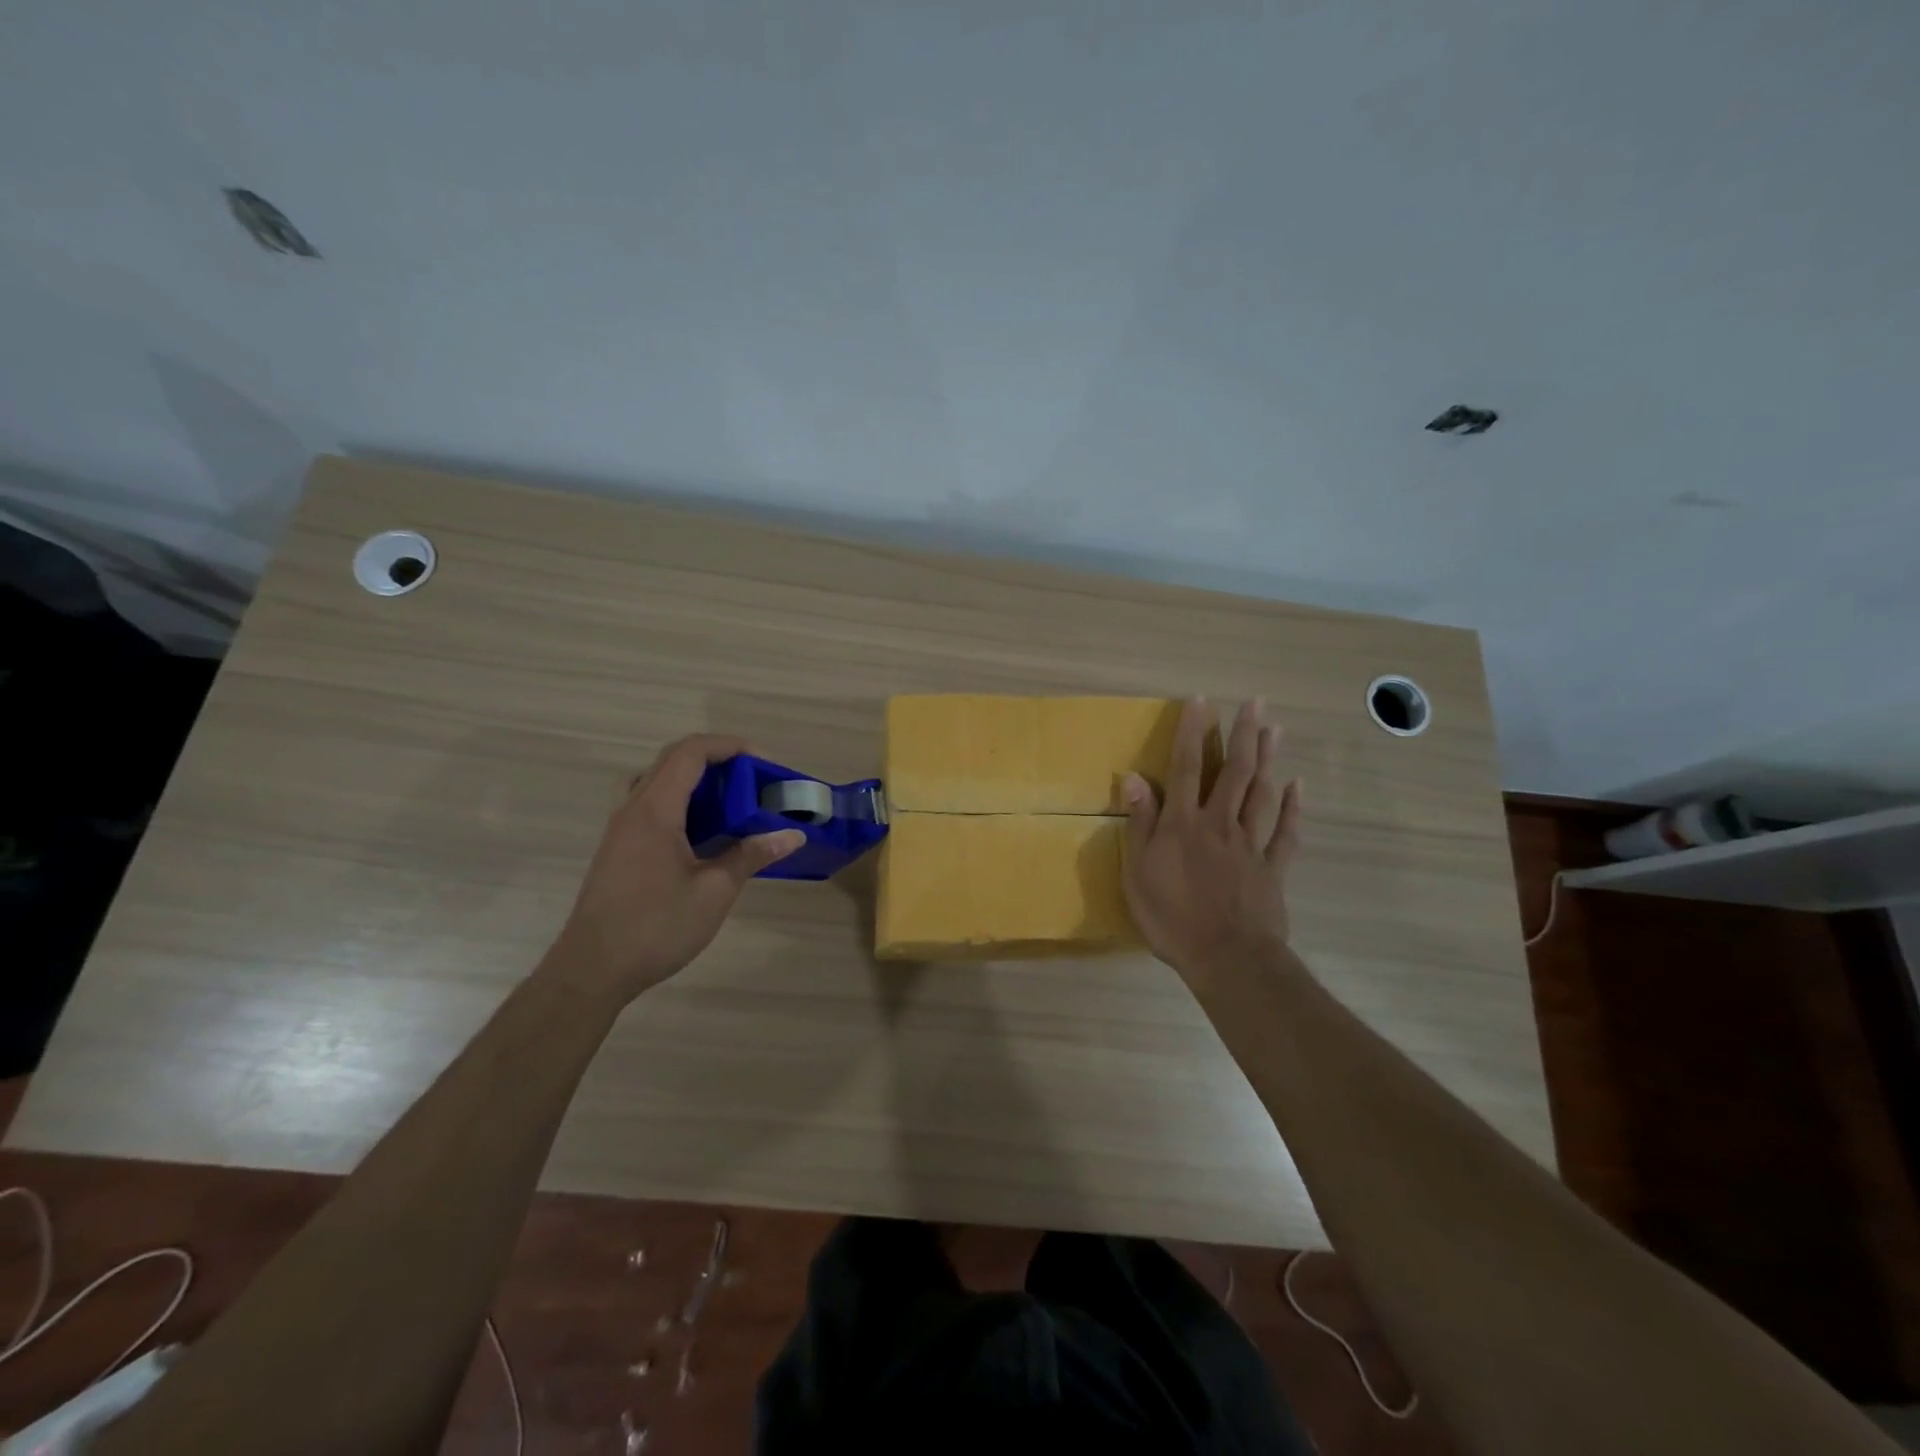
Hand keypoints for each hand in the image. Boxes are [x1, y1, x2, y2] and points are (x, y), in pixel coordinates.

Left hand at [541, 735, 803, 1003]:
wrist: (592, 970)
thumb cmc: (656, 927)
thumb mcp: (715, 891)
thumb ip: (752, 855)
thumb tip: (792, 836)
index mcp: (655, 810)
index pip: (690, 753)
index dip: (727, 746)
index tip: (761, 761)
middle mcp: (632, 809)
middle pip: (671, 761)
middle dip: (714, 761)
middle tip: (749, 781)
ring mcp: (619, 830)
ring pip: (655, 782)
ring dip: (692, 781)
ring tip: (725, 804)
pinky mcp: (617, 850)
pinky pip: (647, 806)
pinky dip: (677, 803)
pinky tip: (699, 836)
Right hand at [1121, 699, 1301, 985]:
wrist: (1227, 957)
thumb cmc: (1172, 917)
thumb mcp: (1138, 872)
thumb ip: (1141, 823)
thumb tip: (1134, 777)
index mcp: (1184, 823)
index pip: (1185, 768)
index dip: (1191, 732)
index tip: (1200, 701)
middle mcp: (1219, 823)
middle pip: (1233, 771)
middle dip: (1242, 734)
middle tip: (1255, 702)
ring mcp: (1250, 844)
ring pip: (1261, 793)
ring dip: (1267, 759)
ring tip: (1274, 729)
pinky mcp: (1272, 867)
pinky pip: (1285, 832)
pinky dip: (1293, 808)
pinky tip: (1297, 786)